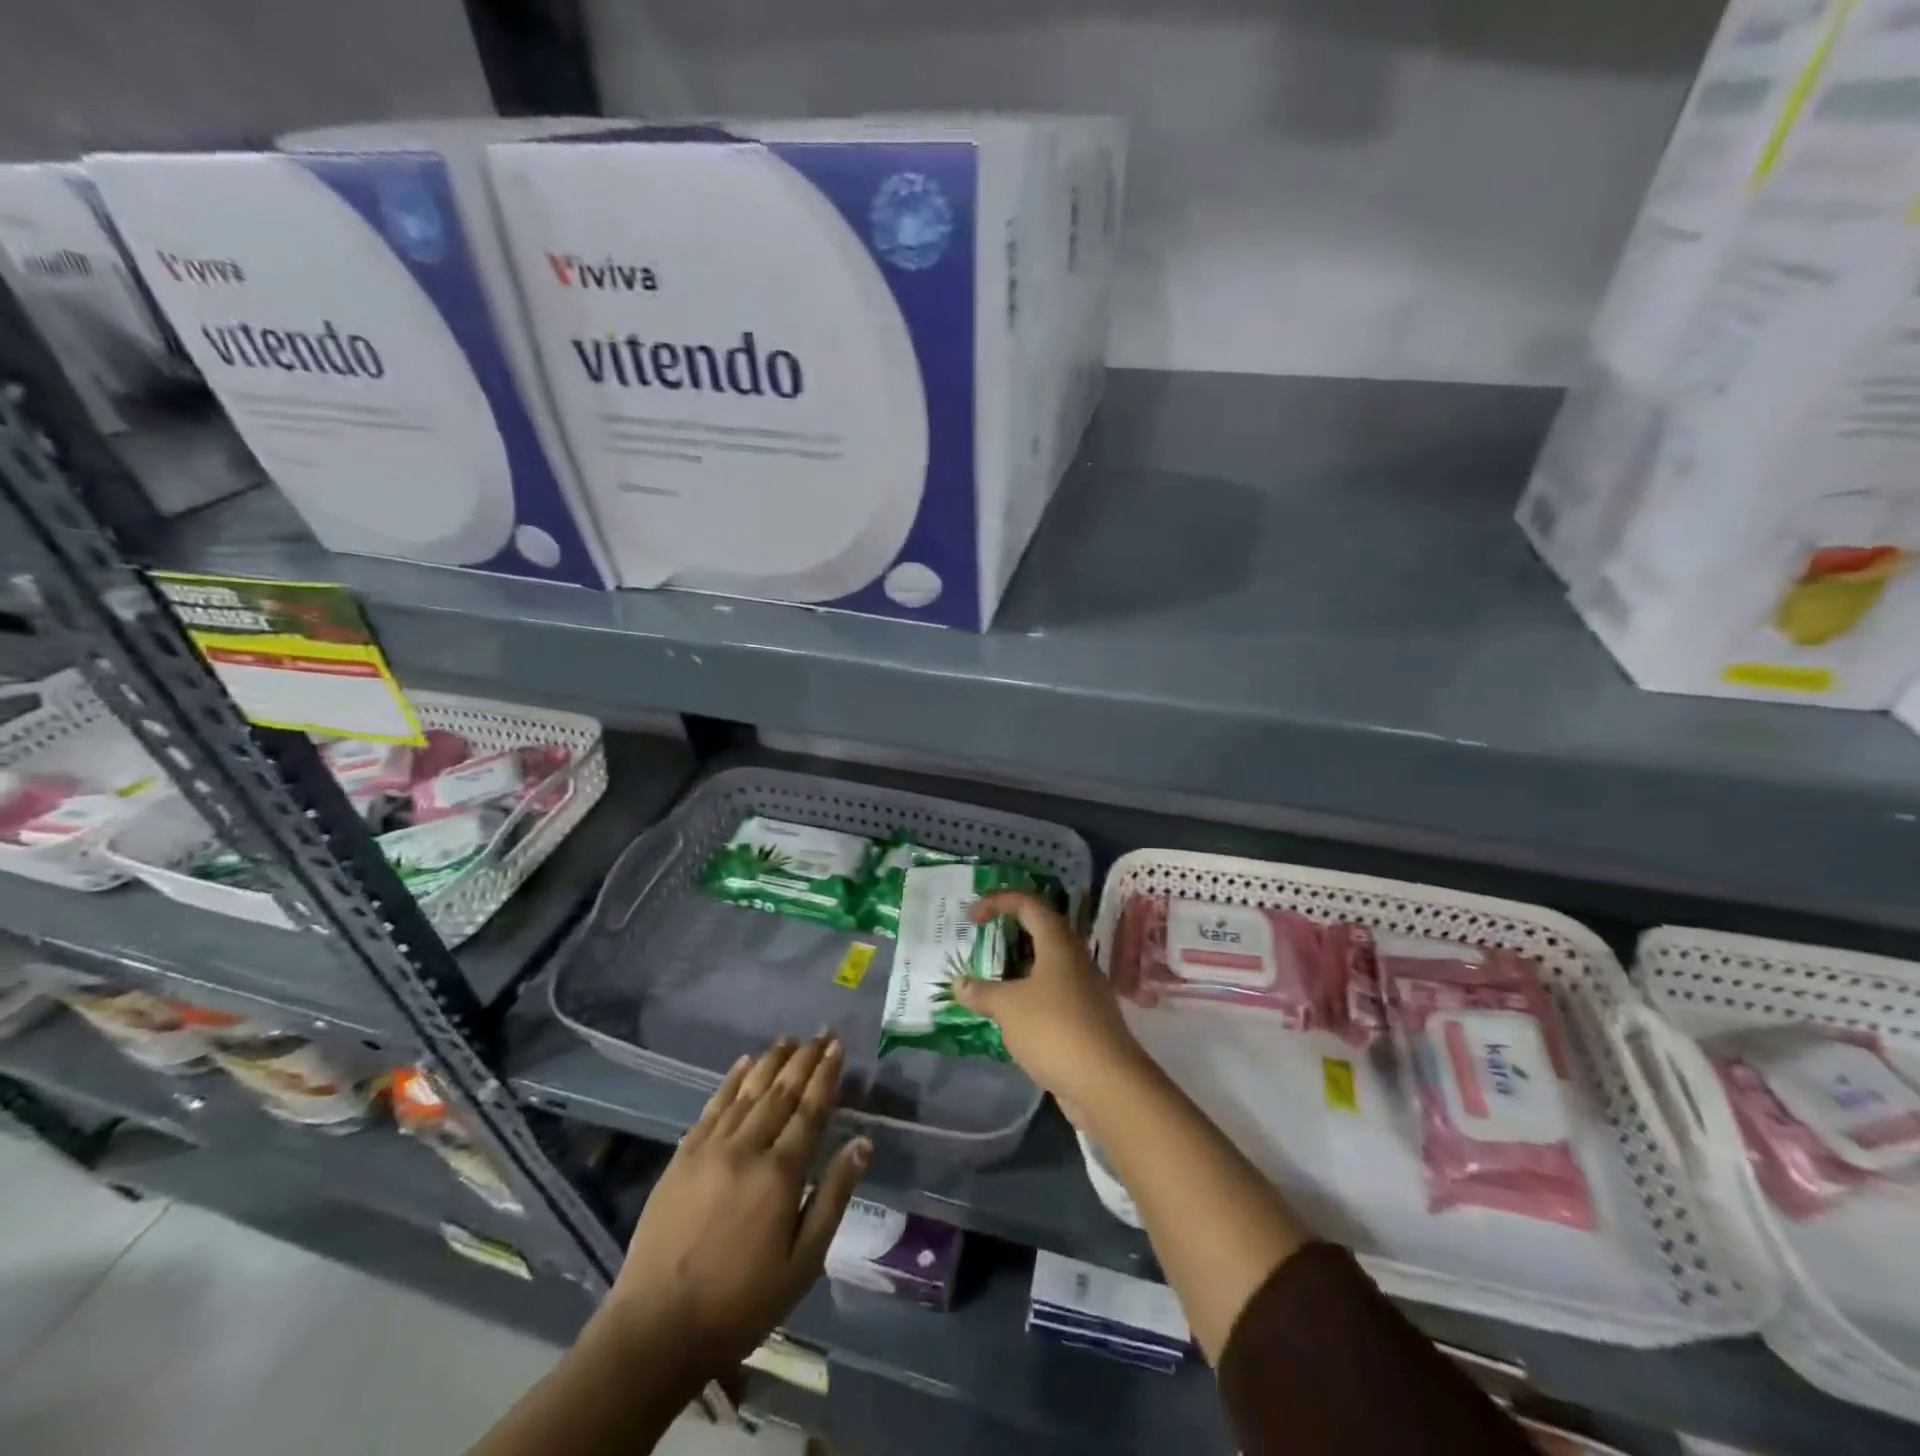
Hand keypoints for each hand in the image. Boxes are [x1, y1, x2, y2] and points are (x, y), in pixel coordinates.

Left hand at [606, 1034, 870, 1376]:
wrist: (655, 1330)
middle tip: (820, 1033)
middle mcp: (746, 1148)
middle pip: (781, 1092)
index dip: (826, 1076)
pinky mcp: (682, 1157)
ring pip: (748, 1091)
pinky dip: (730, 1081)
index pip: (810, 1110)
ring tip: (789, 1039)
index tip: (837, 1047)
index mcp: (780, 1174)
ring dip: (771, 1062)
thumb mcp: (803, 1263)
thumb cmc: (740, 1303)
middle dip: (804, 1060)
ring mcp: (710, 1149)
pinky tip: (743, 1064)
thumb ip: (834, 1196)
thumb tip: (862, 1142)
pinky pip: (712, 1106)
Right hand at [953, 892, 1152, 1120]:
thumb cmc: (1054, 1029)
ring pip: (1047, 966)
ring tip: (990, 980)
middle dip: (1009, 933)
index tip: (971, 918)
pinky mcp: (1086, 1019)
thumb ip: (982, 992)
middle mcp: (1075, 959)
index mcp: (1058, 944)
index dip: (998, 902)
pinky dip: (1029, 996)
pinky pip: (1053, 994)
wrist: (1107, 1084)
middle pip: (1041, 932)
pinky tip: (1011, 1016)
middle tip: (981, 944)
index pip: (1028, 904)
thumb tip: (960, 984)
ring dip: (1019, 968)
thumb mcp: (1008, 1007)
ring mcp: (1085, 990)